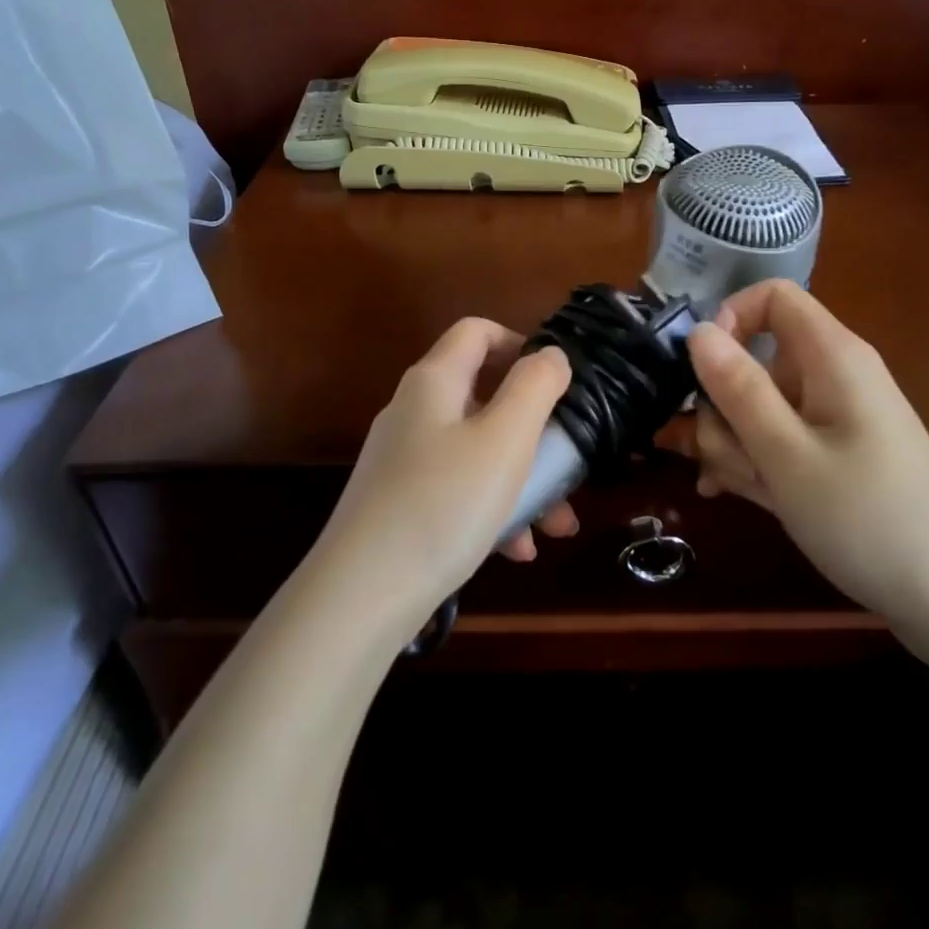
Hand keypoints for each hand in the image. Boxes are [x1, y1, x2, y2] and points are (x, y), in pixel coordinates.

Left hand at [310, 318, 574, 633]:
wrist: (360, 597)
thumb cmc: (443, 504)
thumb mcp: (505, 439)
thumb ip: (535, 386)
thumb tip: (551, 355)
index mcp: (434, 382)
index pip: (476, 331)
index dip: (519, 342)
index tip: (556, 380)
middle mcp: (414, 411)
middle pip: (484, 397)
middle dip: (534, 430)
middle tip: (568, 463)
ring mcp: (403, 460)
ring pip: (478, 451)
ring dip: (522, 479)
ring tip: (558, 525)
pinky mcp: (400, 503)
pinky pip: (458, 489)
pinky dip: (492, 508)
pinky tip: (517, 550)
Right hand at [658, 280, 928, 629]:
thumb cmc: (868, 518)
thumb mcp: (787, 454)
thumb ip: (737, 388)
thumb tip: (698, 329)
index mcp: (831, 356)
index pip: (772, 297)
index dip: (729, 320)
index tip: (701, 371)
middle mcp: (831, 376)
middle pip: (755, 360)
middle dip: (722, 406)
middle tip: (719, 457)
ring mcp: (832, 419)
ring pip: (758, 407)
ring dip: (733, 443)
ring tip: (738, 488)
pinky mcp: (831, 456)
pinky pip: (777, 440)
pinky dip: (753, 461)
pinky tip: (734, 495)